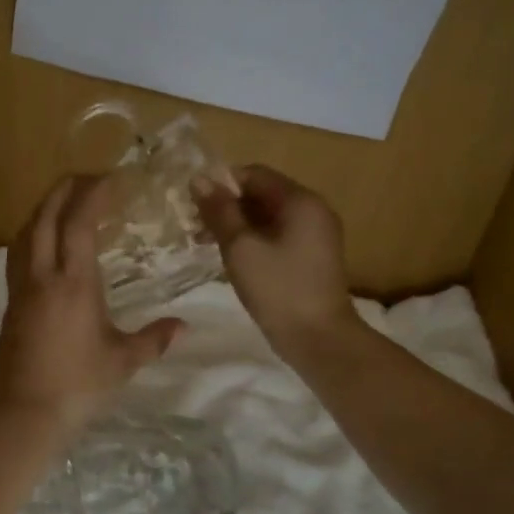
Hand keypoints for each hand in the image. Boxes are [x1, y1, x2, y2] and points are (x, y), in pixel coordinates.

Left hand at [0, 174, 185, 431]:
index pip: (79, 222)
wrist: (24, 413)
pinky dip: (32, 234)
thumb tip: (184, 327)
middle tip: (89, 179)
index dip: (93, 193)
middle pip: (45, 215)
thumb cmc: (78, 384)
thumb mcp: (123, 361)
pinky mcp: (10, 303)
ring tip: (66, 204)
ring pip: (26, 232)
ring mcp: (21, 288)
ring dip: (44, 209)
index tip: (112, 179)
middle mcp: (43, 275)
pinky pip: (18, 253)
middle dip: (65, 189)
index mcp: (74, 282)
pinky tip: (43, 244)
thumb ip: (154, 339)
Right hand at [193, 165, 355, 359]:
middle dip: (228, 206)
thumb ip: (220, 211)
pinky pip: (279, 236)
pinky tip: (233, 259)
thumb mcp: (241, 247)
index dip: (222, 184)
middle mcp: (313, 210)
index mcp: (300, 200)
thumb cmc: (278, 289)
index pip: (255, 174)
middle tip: (196, 228)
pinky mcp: (313, 257)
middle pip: (263, 194)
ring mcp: (316, 235)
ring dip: (238, 225)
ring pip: (269, 217)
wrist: (319, 339)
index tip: (194, 205)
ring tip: (207, 244)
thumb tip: (199, 179)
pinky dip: (255, 240)